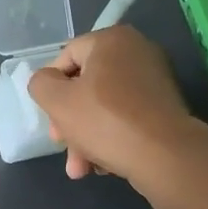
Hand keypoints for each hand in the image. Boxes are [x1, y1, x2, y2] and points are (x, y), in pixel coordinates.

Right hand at [27, 26, 207, 184]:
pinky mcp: (165, 107)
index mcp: (111, 39)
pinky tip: (103, 166)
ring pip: (104, 106)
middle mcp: (136, 51)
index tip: (50, 119)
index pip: (65, 58)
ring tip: (81, 168)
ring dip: (86, 137)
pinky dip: (111, 137)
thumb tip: (48, 83)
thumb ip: (40, 84)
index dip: (51, 89)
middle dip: (69, 121)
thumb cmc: (106, 121)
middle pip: (85, 85)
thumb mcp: (57, 101)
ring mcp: (155, 80)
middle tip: (62, 146)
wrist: (167, 158)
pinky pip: (126, 117)